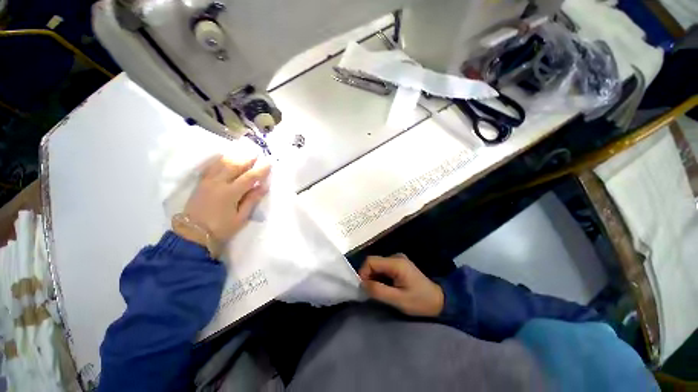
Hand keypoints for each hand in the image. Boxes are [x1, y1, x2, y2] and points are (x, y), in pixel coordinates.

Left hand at [176, 155, 270, 245]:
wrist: (193, 234)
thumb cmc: (221, 228)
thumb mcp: (241, 217)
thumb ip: (252, 200)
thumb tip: (263, 186)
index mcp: (230, 193)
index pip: (249, 177)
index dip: (260, 170)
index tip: (268, 163)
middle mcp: (218, 183)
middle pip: (235, 166)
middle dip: (247, 159)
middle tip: (256, 154)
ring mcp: (207, 181)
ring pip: (222, 164)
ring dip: (234, 157)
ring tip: (242, 154)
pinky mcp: (200, 183)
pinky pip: (210, 167)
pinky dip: (218, 160)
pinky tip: (223, 158)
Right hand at [358, 254, 443, 316]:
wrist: (439, 301)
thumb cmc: (420, 301)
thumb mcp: (398, 300)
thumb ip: (378, 291)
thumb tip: (362, 284)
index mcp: (396, 263)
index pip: (371, 261)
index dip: (363, 273)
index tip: (363, 288)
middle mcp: (395, 257)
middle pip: (373, 262)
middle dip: (368, 276)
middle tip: (370, 293)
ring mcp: (397, 259)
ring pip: (377, 265)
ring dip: (373, 277)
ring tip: (377, 291)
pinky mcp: (399, 264)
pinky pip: (383, 268)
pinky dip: (379, 277)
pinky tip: (384, 287)